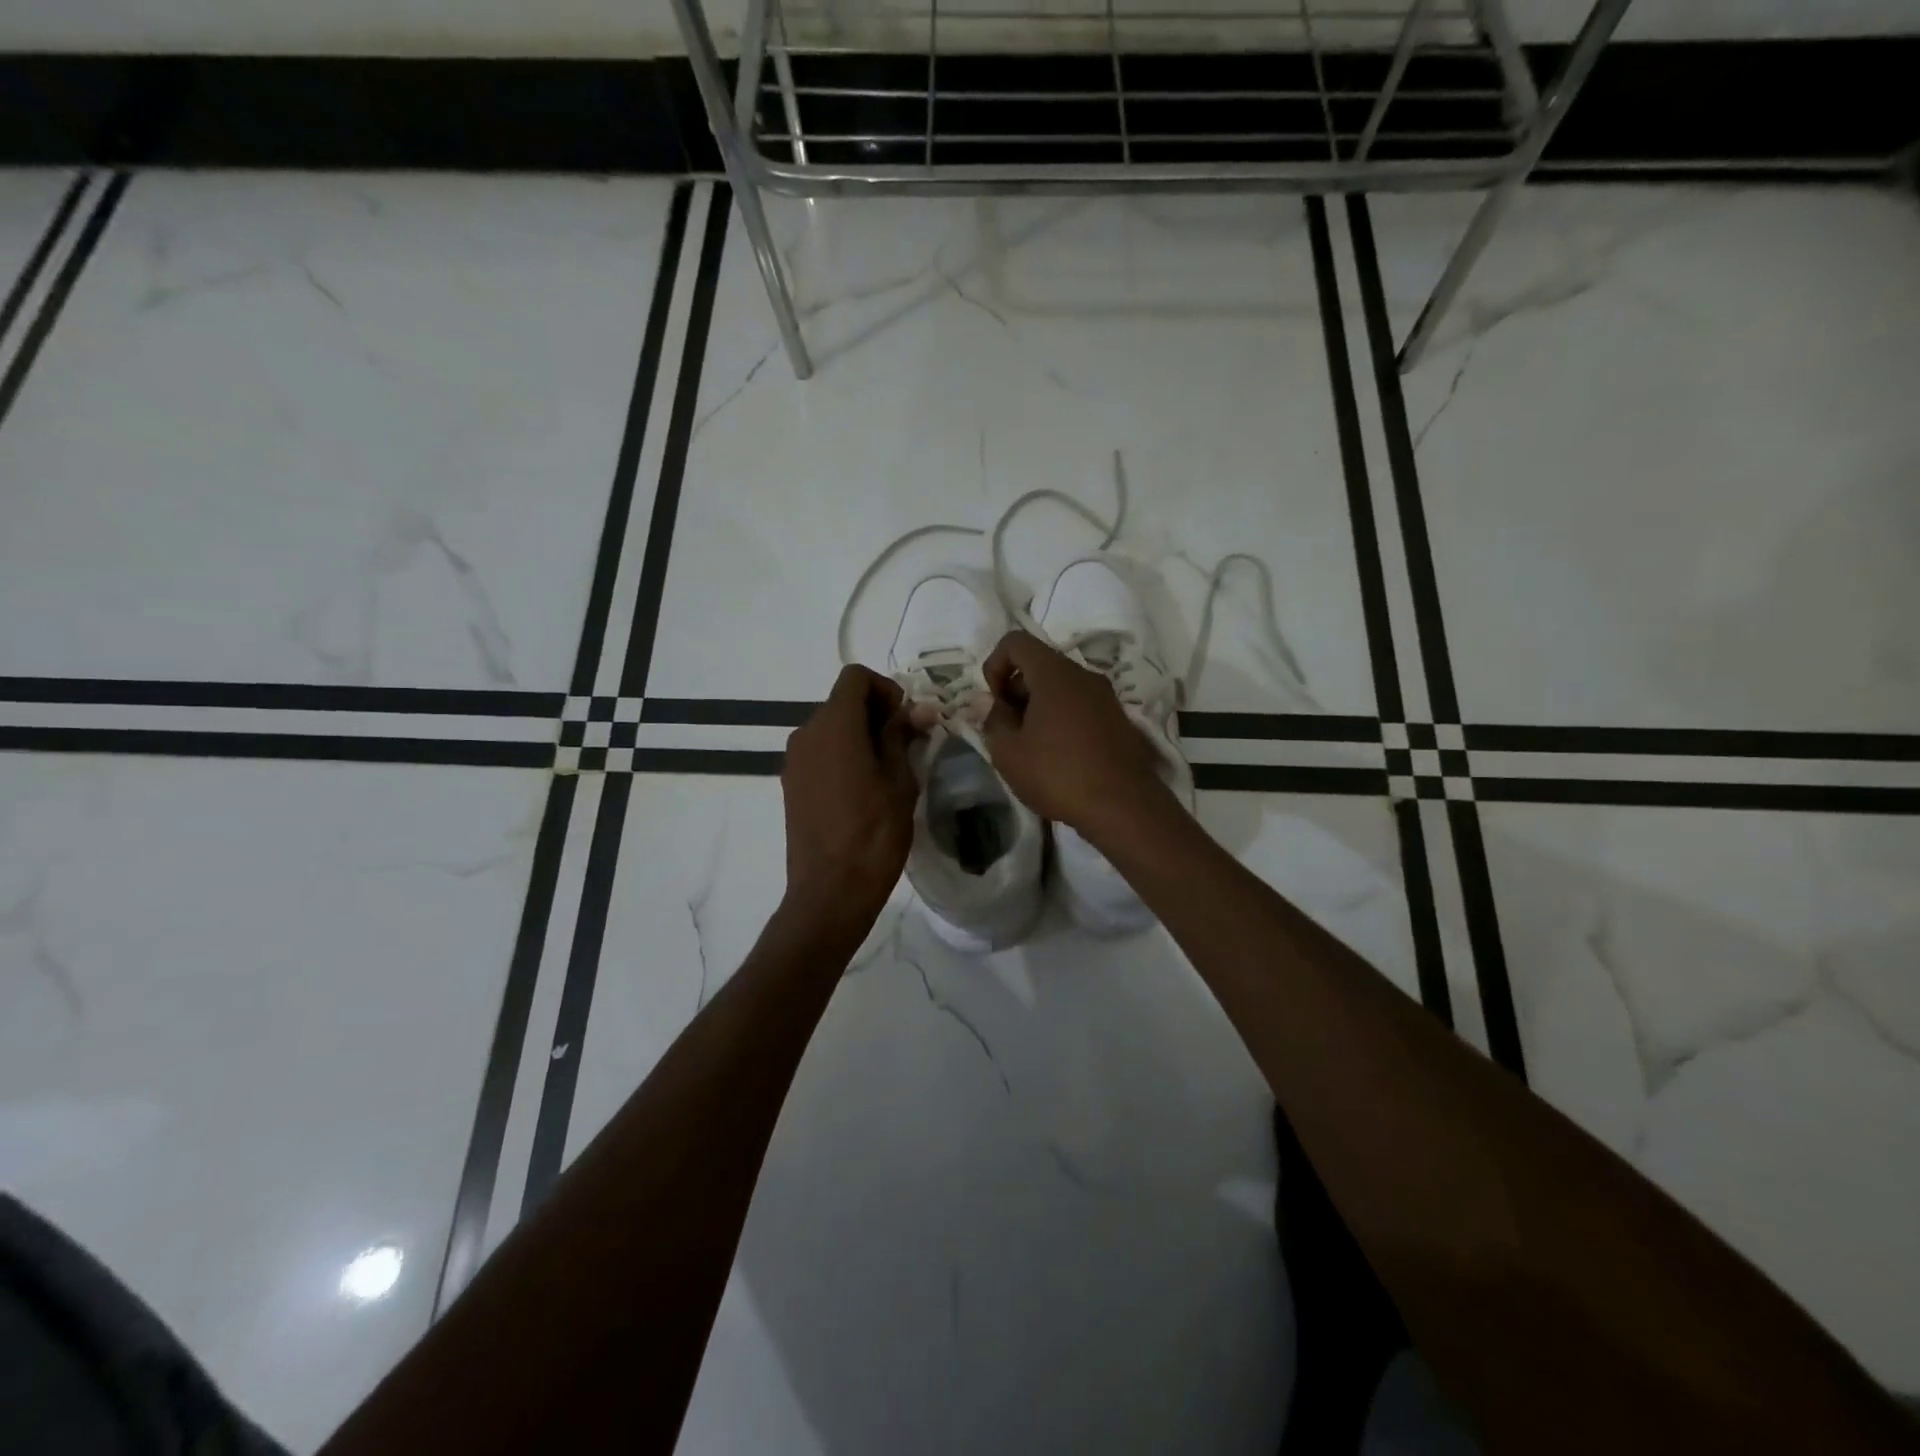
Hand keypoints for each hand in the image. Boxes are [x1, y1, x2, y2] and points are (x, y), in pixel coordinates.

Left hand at [781, 665, 918, 934]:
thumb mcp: (900, 781)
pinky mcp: (791, 784)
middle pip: (842, 702)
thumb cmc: (874, 834)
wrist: (830, 892)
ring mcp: (794, 760)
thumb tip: (917, 710)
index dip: (885, 688)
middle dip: (876, 713)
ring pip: (831, 728)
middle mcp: (806, 734)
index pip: (855, 677)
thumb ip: (902, 737)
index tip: (907, 720)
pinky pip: (820, 753)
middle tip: (906, 746)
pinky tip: (863, 790)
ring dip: (860, 735)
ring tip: (887, 771)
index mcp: (834, 726)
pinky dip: (843, 755)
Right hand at [981, 631, 1168, 837]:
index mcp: (1054, 673)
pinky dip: (1061, 718)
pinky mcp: (1118, 719)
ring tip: (1031, 747)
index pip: (1016, 641)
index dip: (995, 664)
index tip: (994, 702)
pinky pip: (1080, 705)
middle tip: (1008, 729)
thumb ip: (994, 720)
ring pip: (1061, 686)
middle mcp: (1083, 675)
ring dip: (1038, 707)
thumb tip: (994, 706)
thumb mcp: (1008, 752)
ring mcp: (1105, 696)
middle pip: (1039, 664)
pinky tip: (1058, 756)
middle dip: (1016, 690)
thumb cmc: (1058, 774)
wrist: (1124, 807)